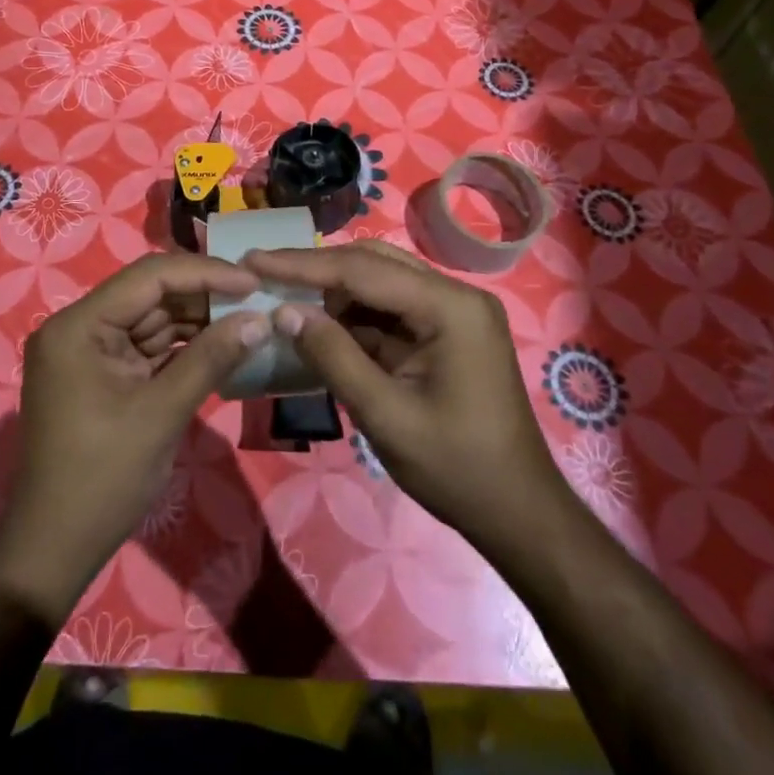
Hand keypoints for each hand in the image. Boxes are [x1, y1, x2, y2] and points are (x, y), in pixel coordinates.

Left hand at [0, 253, 271, 624]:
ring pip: (154, 319)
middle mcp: (80, 327)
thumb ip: (211, 358)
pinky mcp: (103, 376)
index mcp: (79, 325)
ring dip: (199, 320)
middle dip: (205, 296)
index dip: (204, 273)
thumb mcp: (161, 413)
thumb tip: (260, 319)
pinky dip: (184, 347)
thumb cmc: (102, 478)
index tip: (253, 281)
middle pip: (151, 294)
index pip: (149, 277)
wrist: (54, 550)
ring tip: (249, 318)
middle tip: (258, 298)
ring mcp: (90, 352)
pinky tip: (223, 344)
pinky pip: (149, 347)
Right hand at [243, 242, 567, 554]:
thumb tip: (284, 311)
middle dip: (316, 271)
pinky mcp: (446, 332)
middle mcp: (454, 295)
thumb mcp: (387, 416)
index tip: (254, 260)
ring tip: (283, 299)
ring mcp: (453, 312)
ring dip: (333, 292)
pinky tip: (319, 325)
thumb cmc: (458, 470)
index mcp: (450, 307)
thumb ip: (334, 357)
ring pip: (379, 283)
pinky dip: (353, 317)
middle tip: (262, 273)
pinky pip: (390, 310)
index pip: (362, 270)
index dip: (303, 265)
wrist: (519, 515)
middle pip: (372, 265)